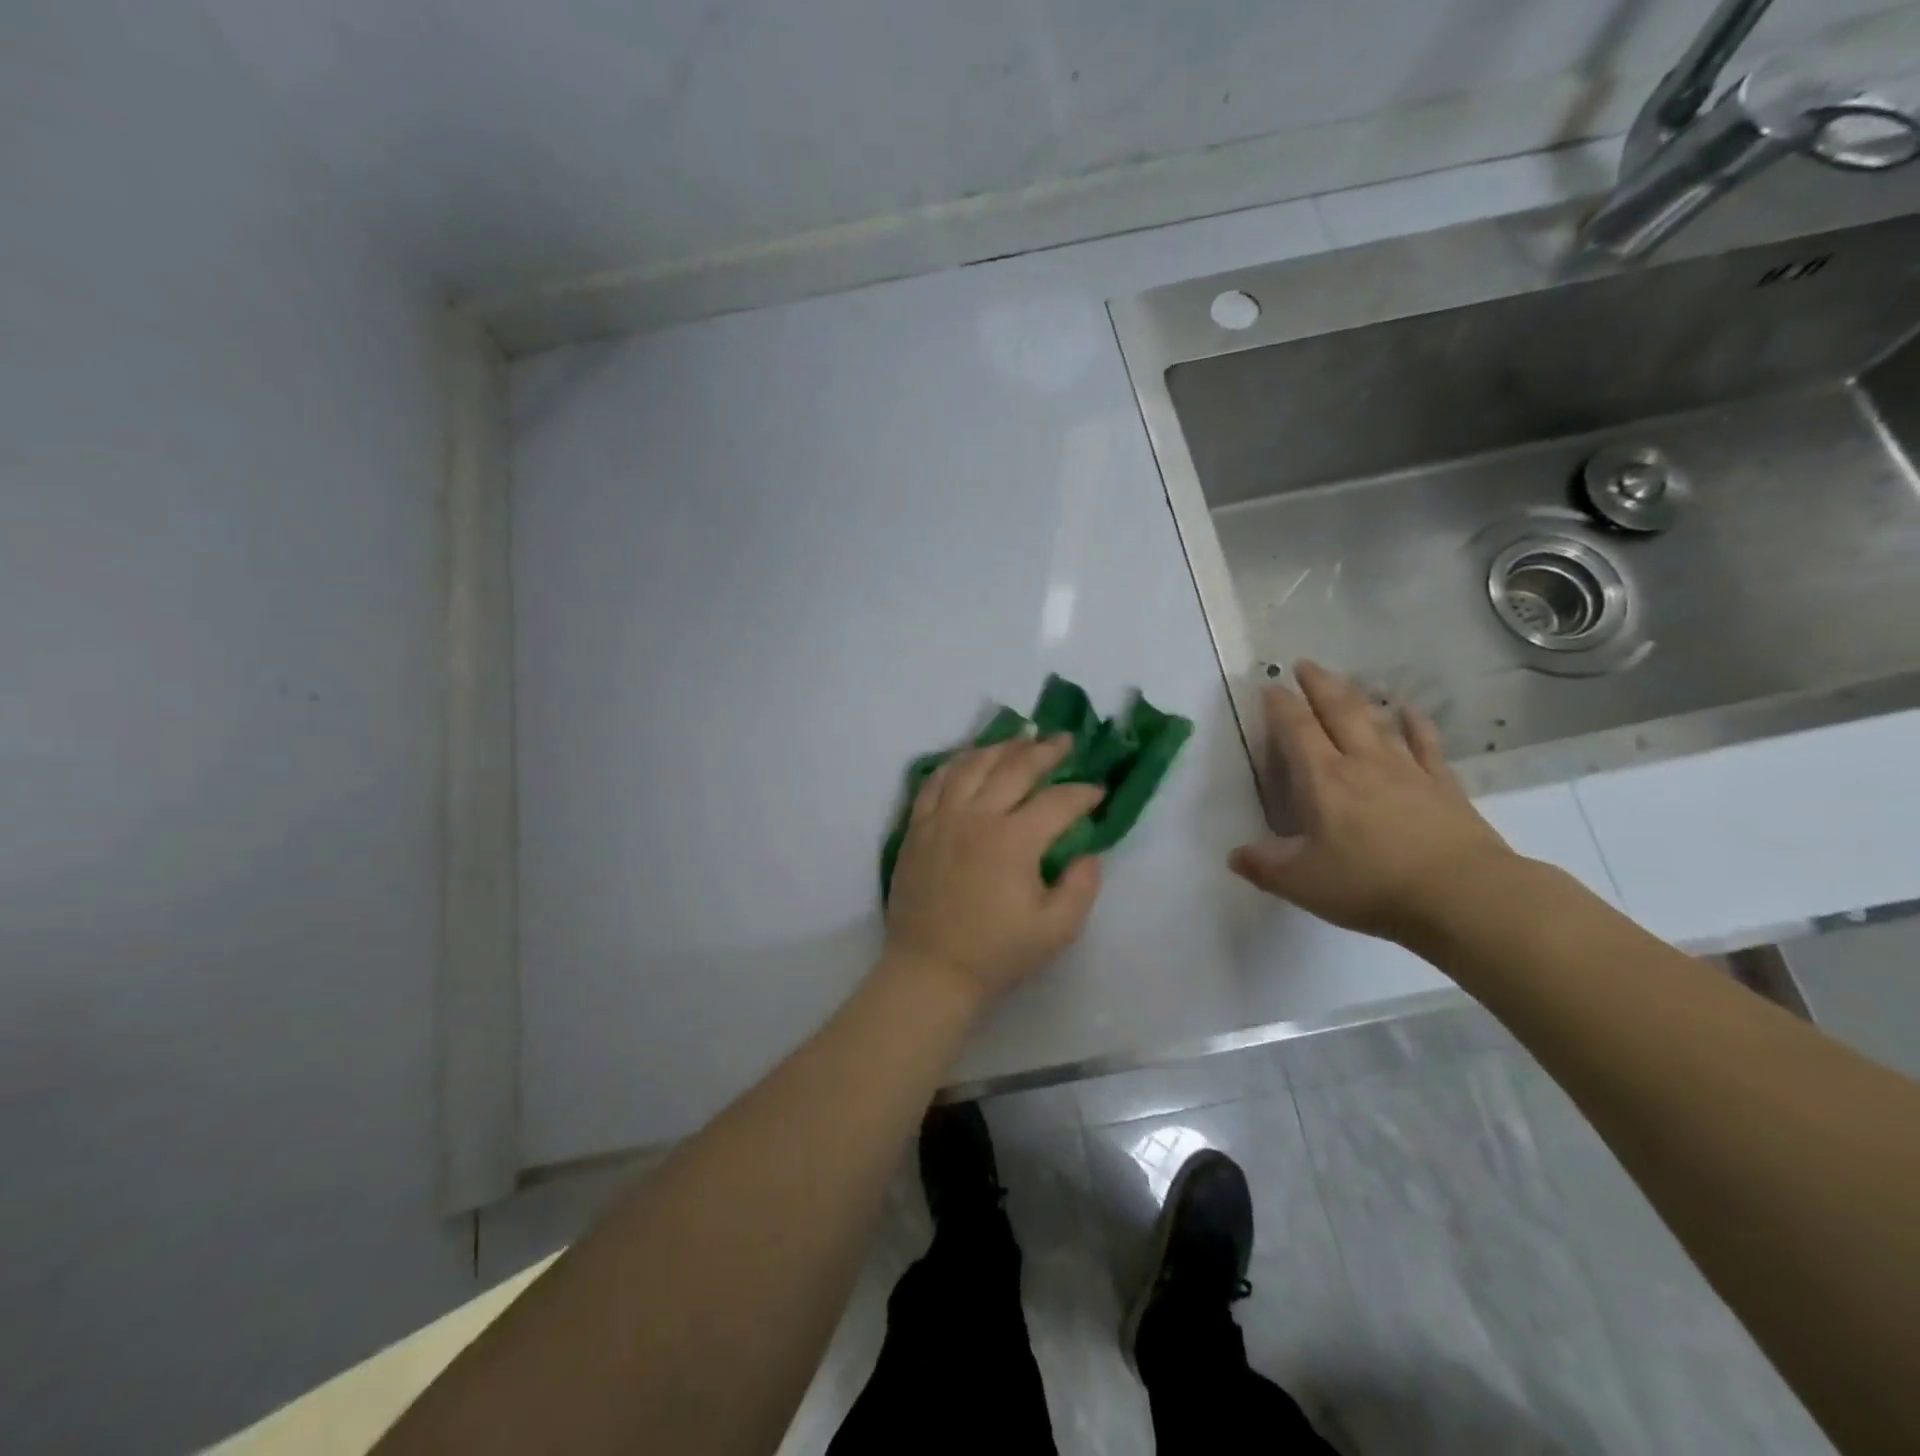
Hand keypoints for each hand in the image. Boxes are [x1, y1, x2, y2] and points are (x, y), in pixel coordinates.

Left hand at [884, 735, 1105, 1006]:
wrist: (930, 970)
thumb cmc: (996, 953)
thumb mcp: (1056, 930)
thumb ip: (1082, 887)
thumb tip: (1089, 853)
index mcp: (1014, 840)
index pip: (1057, 801)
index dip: (1083, 793)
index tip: (1098, 791)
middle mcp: (977, 816)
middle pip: (1015, 768)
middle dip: (1046, 751)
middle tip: (1064, 741)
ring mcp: (942, 817)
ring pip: (972, 765)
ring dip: (1000, 747)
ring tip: (1020, 738)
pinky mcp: (918, 827)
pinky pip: (935, 781)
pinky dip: (955, 763)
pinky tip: (968, 758)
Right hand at [1229, 661, 1518, 943]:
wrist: (1462, 895)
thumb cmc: (1371, 885)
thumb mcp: (1302, 884)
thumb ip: (1264, 867)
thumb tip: (1234, 856)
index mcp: (1323, 781)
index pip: (1296, 730)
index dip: (1280, 705)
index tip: (1269, 686)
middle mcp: (1362, 763)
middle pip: (1338, 711)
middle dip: (1318, 685)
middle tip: (1305, 664)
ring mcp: (1407, 770)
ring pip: (1377, 721)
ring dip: (1358, 697)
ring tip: (1345, 681)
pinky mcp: (1442, 785)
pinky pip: (1425, 744)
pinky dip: (1415, 724)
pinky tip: (1410, 711)